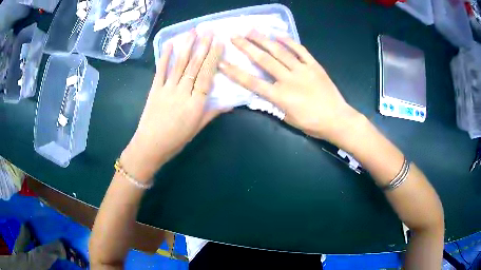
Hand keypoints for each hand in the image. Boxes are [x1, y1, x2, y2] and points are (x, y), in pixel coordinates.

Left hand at [121, 30, 225, 180]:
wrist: (150, 147)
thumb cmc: (176, 141)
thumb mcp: (197, 129)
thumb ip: (212, 113)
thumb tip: (230, 103)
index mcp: (196, 104)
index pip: (207, 76)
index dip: (213, 58)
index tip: (219, 43)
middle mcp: (183, 93)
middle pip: (195, 66)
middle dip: (203, 46)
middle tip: (209, 31)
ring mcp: (167, 89)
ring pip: (180, 64)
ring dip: (187, 46)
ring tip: (193, 31)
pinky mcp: (154, 89)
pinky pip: (161, 70)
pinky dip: (165, 56)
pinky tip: (170, 44)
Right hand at [219, 31, 363, 146]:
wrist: (337, 119)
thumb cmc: (312, 124)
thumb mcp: (288, 119)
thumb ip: (274, 104)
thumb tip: (264, 92)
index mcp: (280, 96)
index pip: (252, 82)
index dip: (235, 72)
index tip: (222, 62)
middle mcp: (288, 79)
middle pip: (264, 60)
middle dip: (246, 47)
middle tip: (234, 36)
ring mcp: (302, 70)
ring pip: (280, 51)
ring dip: (264, 39)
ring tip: (251, 30)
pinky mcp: (314, 66)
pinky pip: (301, 50)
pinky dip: (289, 41)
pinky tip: (279, 34)